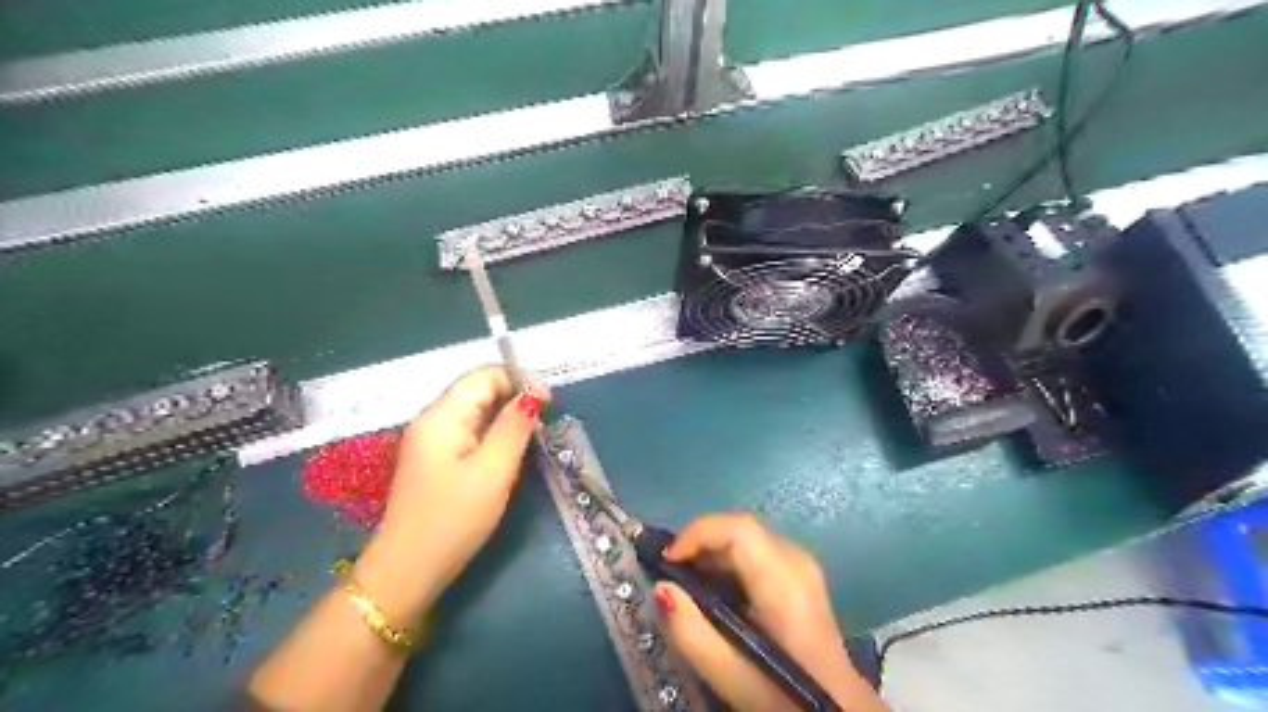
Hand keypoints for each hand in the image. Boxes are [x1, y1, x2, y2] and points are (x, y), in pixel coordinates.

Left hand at [351, 366, 544, 622]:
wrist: (408, 570)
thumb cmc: (454, 518)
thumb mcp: (493, 471)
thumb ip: (513, 428)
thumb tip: (532, 396)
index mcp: (442, 416)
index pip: (484, 375)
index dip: (519, 380)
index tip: (549, 404)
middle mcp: (432, 420)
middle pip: (478, 390)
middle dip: (514, 398)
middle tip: (544, 424)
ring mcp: (430, 441)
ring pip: (475, 411)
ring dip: (506, 417)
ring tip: (532, 439)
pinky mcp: (434, 460)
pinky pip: (468, 432)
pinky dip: (493, 434)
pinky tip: (508, 454)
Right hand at [660, 514, 882, 711]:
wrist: (838, 710)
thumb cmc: (784, 694)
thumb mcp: (731, 674)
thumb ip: (692, 632)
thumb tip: (661, 588)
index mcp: (783, 579)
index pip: (738, 528)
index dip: (697, 533)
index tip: (667, 560)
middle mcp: (795, 559)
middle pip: (740, 529)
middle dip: (699, 543)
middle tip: (671, 573)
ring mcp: (801, 565)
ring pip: (746, 538)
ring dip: (712, 552)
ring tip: (687, 583)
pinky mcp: (799, 575)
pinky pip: (756, 551)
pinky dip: (728, 562)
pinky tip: (715, 591)